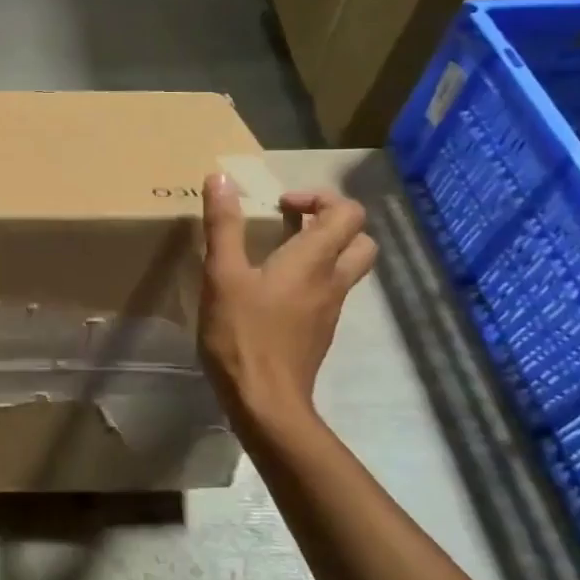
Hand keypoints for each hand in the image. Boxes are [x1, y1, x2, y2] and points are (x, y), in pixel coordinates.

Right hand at [198, 174, 376, 425]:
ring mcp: (329, 310)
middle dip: (331, 222)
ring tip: (276, 252)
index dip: (319, 198)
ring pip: (346, 268)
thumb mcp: (222, 274)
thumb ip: (223, 225)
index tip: (280, 206)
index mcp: (314, 260)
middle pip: (360, 240)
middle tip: (291, 223)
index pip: (347, 213)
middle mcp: (332, 281)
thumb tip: (220, 178)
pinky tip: (270, 290)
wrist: (265, 402)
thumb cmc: (243, 334)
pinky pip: (328, 292)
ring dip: (322, 250)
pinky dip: (310, 279)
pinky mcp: (318, 332)